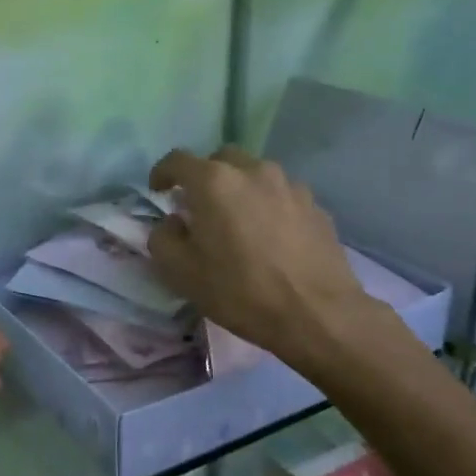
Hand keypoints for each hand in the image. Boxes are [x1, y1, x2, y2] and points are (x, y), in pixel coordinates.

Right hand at [147, 146, 377, 365]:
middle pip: (220, 160)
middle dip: (204, 177)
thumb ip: (163, 238)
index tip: (157, 191)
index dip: (162, 173)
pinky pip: (281, 196)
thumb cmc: (240, 291)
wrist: (317, 315)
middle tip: (199, 208)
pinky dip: (267, 206)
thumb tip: (174, 223)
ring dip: (239, 190)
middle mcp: (252, 172)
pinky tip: (270, 237)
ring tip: (238, 222)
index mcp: (214, 182)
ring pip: (254, 175)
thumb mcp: (180, 272)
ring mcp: (289, 185)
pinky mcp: (315, 206)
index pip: (177, 160)